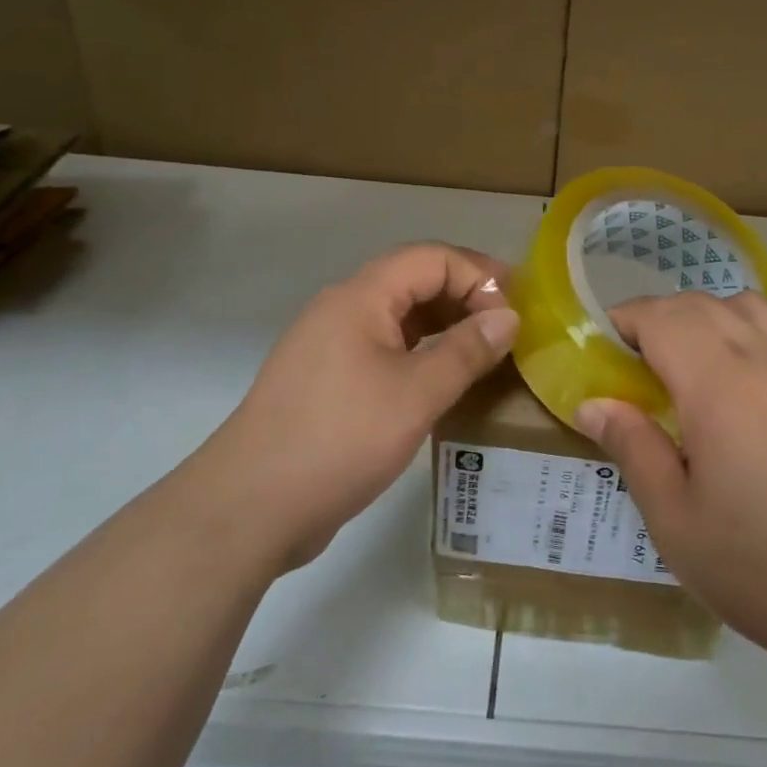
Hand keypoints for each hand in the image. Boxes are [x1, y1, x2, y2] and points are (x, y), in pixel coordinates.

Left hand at [193, 243, 518, 572]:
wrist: (250, 507)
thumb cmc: (339, 439)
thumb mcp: (416, 394)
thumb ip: (466, 350)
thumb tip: (508, 318)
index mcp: (360, 297)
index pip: (431, 258)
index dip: (479, 275)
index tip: (516, 311)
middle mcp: (343, 309)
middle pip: (414, 280)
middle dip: (465, 295)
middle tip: (509, 327)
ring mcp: (331, 345)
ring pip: (399, 316)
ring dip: (445, 324)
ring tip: (486, 350)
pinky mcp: (327, 380)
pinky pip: (385, 348)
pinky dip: (421, 352)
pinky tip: (444, 379)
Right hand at [573, 292, 766, 682]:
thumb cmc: (755, 569)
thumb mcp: (672, 519)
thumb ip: (632, 447)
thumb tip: (591, 403)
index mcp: (719, 389)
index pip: (664, 318)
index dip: (628, 319)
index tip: (606, 345)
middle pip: (706, 306)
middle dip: (662, 317)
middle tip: (638, 362)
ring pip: (758, 308)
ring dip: (716, 314)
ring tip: (695, 353)